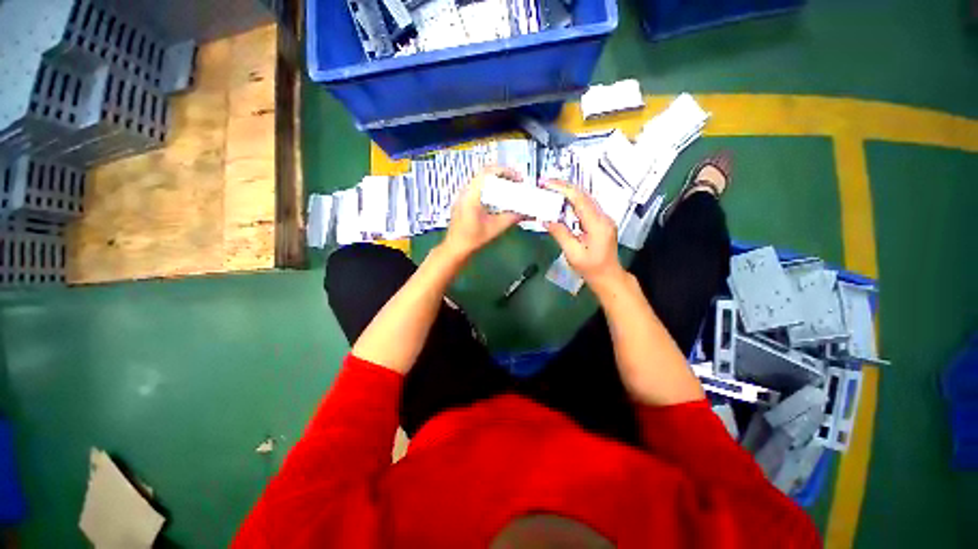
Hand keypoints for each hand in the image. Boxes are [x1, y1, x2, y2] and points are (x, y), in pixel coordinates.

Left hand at [442, 166, 523, 259]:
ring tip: (509, 187)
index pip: (488, 172)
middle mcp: (465, 191)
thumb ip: (511, 217)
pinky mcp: (462, 200)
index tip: (518, 178)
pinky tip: (497, 196)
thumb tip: (526, 213)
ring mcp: (462, 195)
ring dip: (496, 180)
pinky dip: (489, 187)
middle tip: (516, 181)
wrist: (455, 248)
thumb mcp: (495, 228)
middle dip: (502, 175)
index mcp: (472, 195)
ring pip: (481, 179)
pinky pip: (477, 187)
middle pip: (485, 173)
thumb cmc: (473, 239)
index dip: (505, 171)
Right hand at [544, 181, 626, 292]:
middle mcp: (603, 217)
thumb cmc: (591, 268)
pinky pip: (586, 206)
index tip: (547, 184)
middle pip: (583, 195)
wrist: (608, 276)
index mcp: (597, 224)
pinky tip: (562, 203)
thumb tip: (547, 219)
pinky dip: (573, 202)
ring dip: (568, 193)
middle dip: (564, 187)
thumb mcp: (573, 254)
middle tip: (546, 184)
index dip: (563, 189)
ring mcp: (604, 218)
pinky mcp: (601, 222)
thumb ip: (561, 234)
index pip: (579, 199)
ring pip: (585, 199)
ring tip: (551, 190)